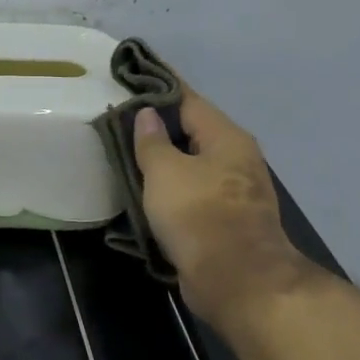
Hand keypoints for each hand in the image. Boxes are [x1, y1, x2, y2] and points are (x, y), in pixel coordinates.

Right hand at [132, 90, 314, 316]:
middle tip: (121, 121)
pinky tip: (150, 192)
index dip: (160, 89)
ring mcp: (235, 191)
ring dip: (166, 161)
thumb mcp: (165, 172)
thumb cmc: (199, 215)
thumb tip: (147, 114)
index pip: (189, 100)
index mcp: (226, 137)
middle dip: (160, 127)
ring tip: (130, 155)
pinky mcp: (228, 220)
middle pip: (194, 132)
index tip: (133, 80)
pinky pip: (195, 192)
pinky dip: (173, 188)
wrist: (237, 280)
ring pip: (194, 165)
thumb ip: (152, 141)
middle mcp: (237, 158)